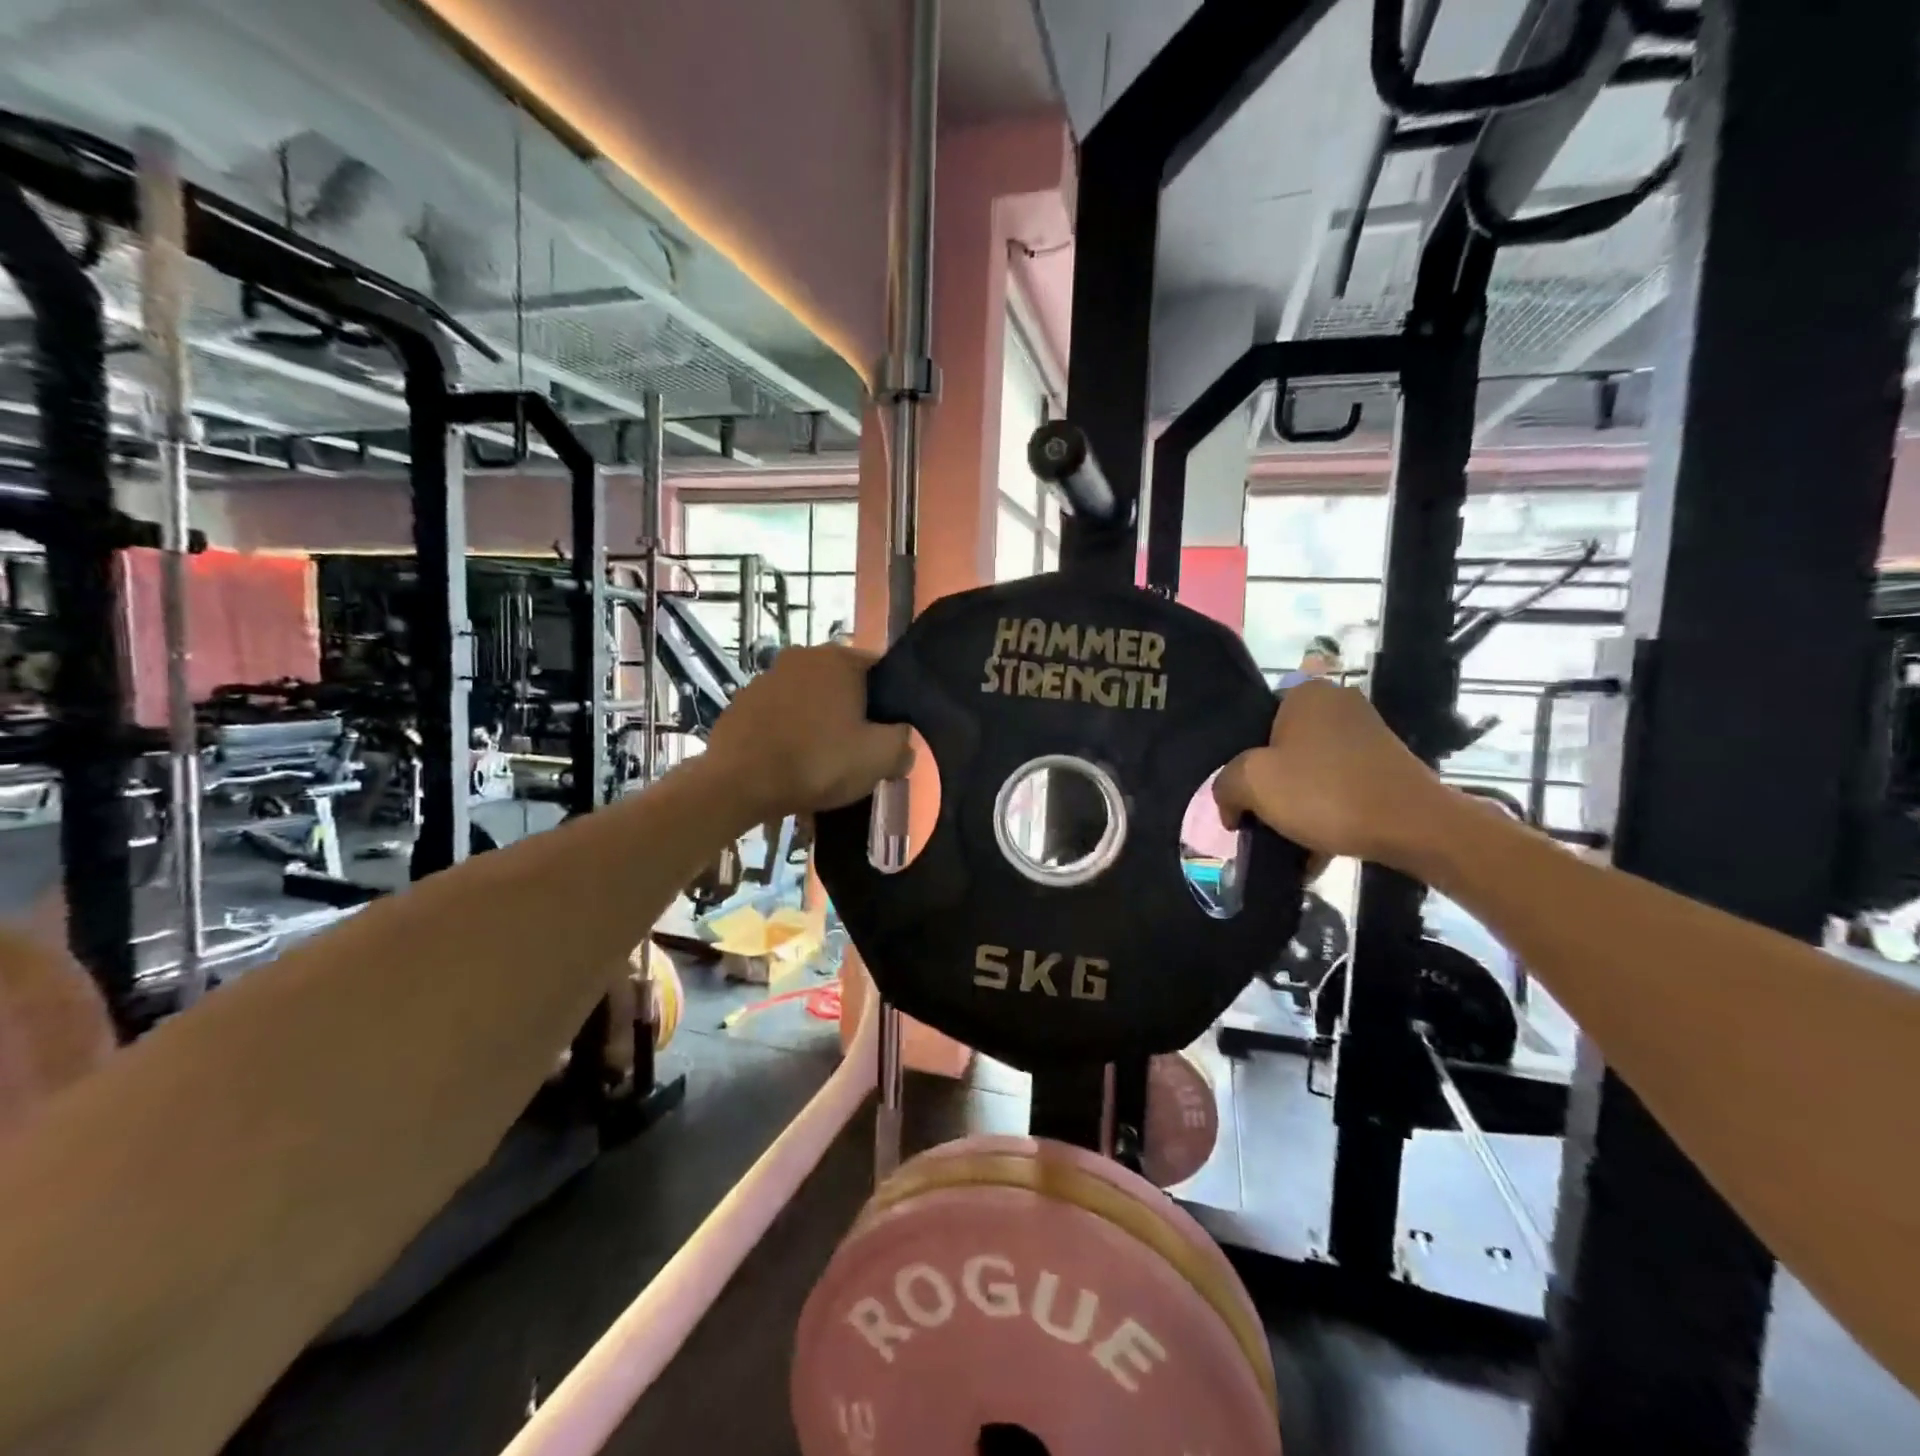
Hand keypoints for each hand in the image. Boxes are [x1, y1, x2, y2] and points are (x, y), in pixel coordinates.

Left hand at [705, 645, 913, 817]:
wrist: (738, 785)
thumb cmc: (817, 763)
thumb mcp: (878, 758)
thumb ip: (903, 743)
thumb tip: (902, 742)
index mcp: (838, 659)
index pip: (880, 670)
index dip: (890, 703)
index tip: (888, 734)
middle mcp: (801, 656)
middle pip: (843, 685)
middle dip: (853, 713)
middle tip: (858, 751)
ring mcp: (765, 678)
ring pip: (809, 699)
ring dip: (819, 722)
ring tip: (822, 761)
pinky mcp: (741, 703)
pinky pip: (779, 715)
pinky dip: (789, 733)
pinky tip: (791, 763)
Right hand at [1213, 679, 1448, 869]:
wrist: (1415, 827)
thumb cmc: (1325, 792)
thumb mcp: (1253, 784)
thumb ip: (1225, 785)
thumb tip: (1230, 803)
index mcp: (1305, 693)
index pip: (1253, 723)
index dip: (1240, 763)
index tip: (1242, 797)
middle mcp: (1338, 704)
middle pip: (1281, 750)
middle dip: (1269, 789)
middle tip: (1259, 820)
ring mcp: (1367, 735)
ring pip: (1310, 772)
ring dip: (1296, 807)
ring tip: (1288, 843)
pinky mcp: (1387, 766)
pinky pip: (1340, 788)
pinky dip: (1326, 815)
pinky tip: (1316, 851)